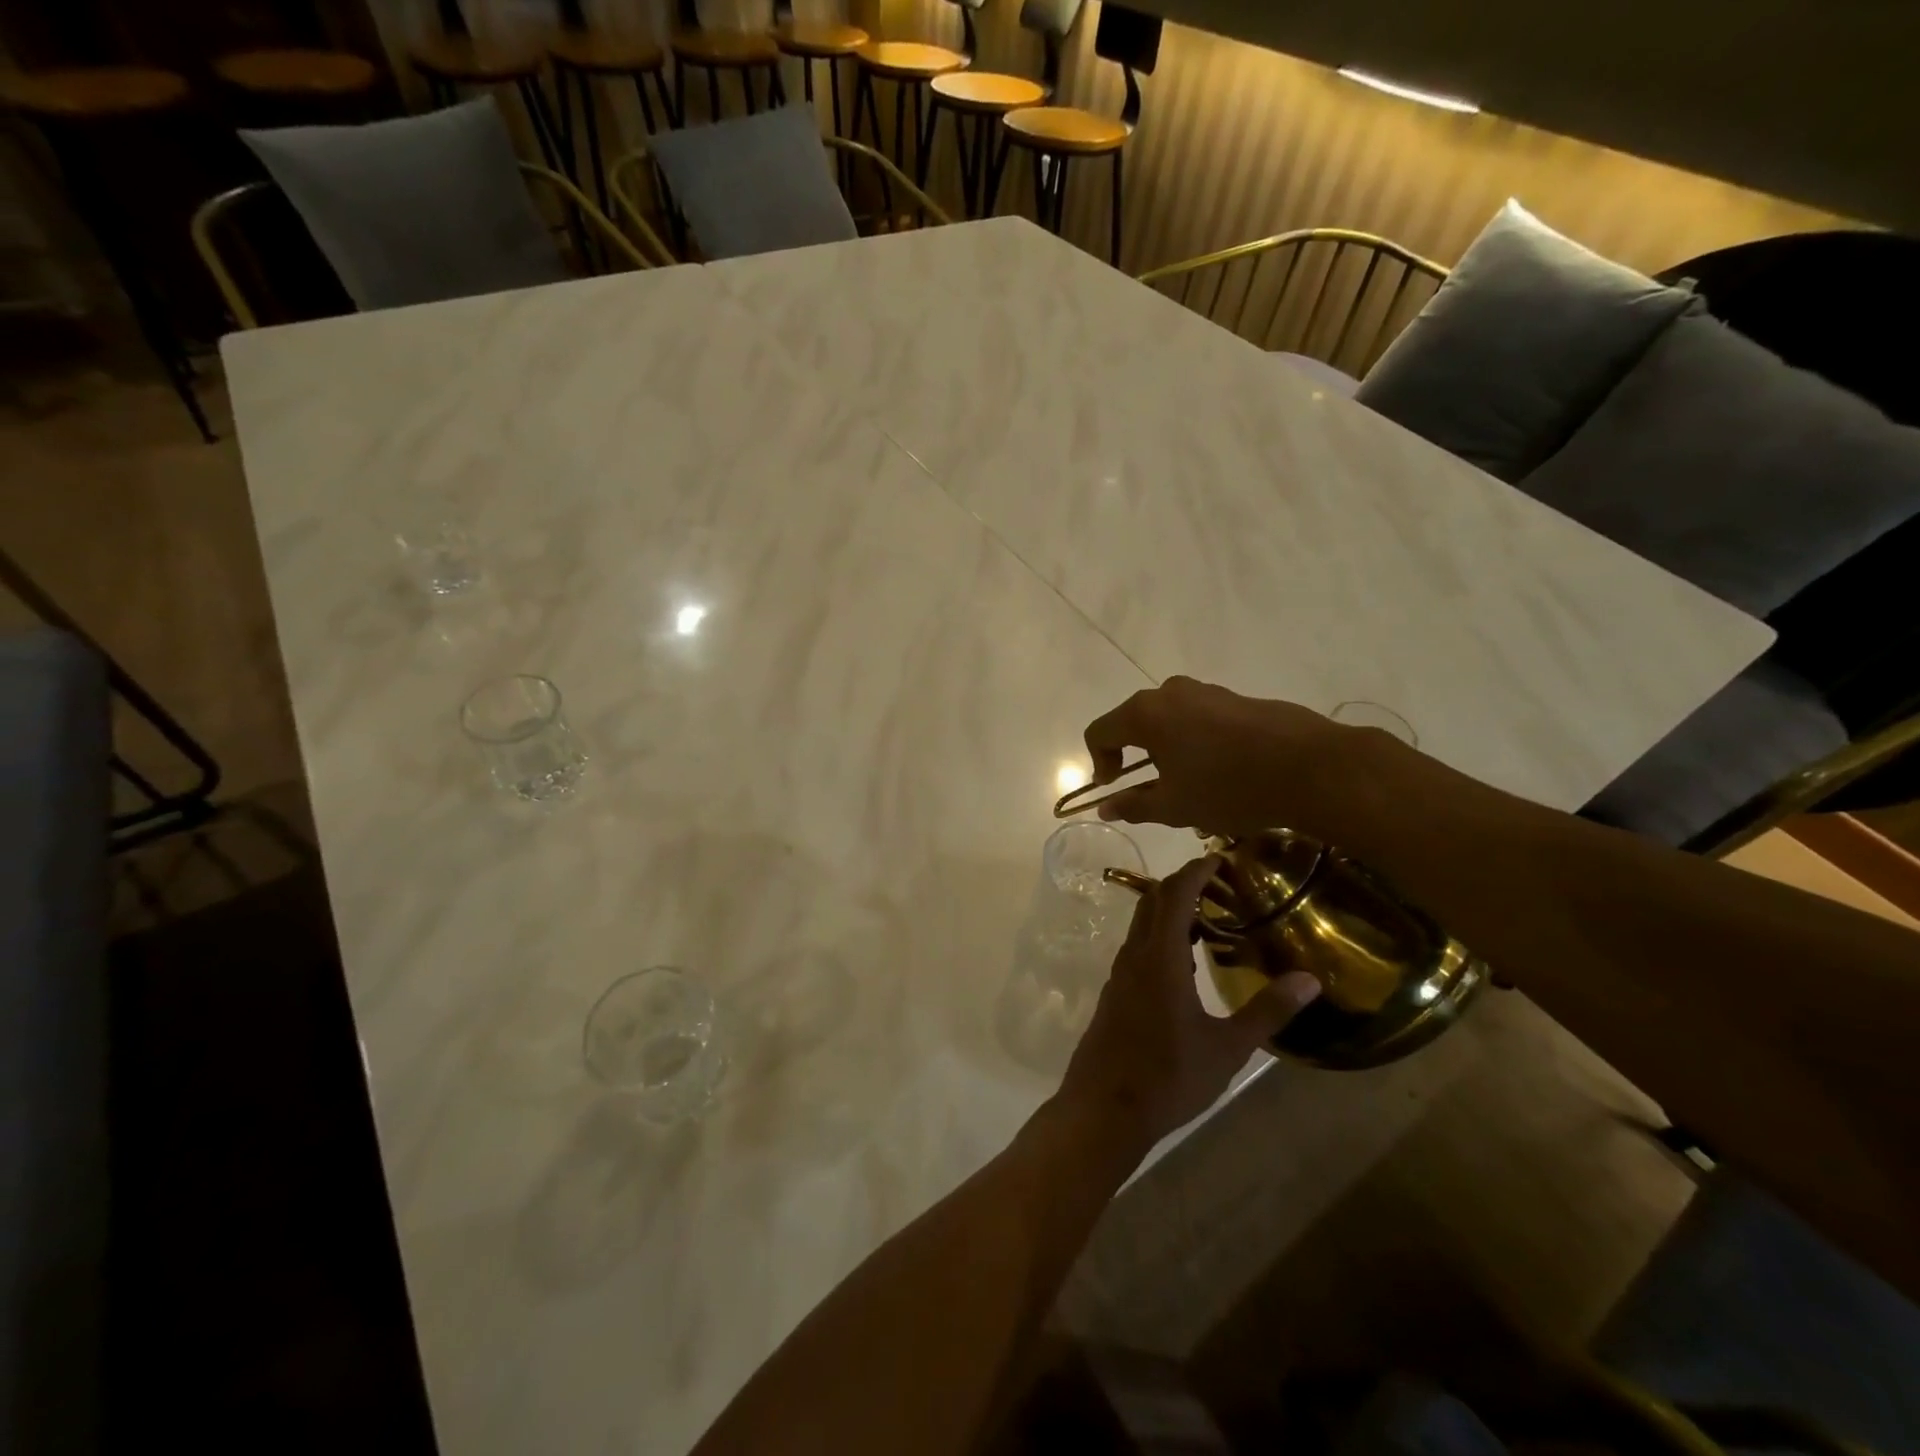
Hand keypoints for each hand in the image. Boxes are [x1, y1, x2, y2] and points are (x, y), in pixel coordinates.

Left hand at [1055, 855, 1321, 1150]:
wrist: (1104, 1109)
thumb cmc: (1169, 1077)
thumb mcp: (1227, 1048)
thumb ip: (1267, 1011)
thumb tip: (1310, 979)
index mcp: (1161, 958)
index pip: (1175, 894)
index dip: (1196, 871)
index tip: (1220, 858)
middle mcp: (1135, 955)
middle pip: (1154, 901)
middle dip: (1184, 883)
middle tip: (1222, 884)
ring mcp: (1121, 973)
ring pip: (1143, 923)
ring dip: (1171, 909)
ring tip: (1211, 917)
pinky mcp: (1116, 991)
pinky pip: (1139, 945)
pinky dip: (1162, 934)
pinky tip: (1186, 960)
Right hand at [1082, 677, 1351, 838]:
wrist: (1311, 768)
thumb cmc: (1228, 787)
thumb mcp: (1173, 806)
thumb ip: (1132, 805)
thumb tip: (1105, 807)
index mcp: (1145, 714)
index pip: (1099, 732)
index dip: (1099, 763)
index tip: (1114, 789)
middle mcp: (1170, 693)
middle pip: (1133, 722)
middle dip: (1134, 757)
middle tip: (1152, 790)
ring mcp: (1206, 692)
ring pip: (1170, 721)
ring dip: (1167, 751)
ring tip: (1190, 785)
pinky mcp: (1236, 699)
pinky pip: (1200, 719)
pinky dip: (1196, 743)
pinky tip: (1222, 773)